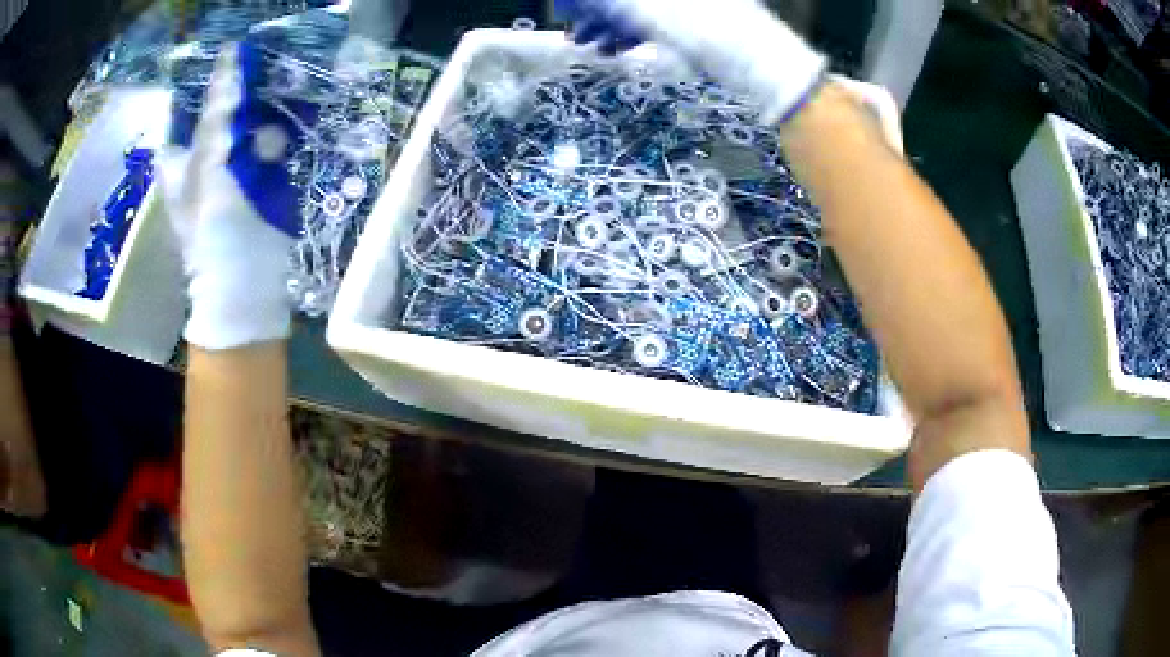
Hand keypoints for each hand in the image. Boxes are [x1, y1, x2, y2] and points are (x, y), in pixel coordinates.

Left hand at [158, 42, 303, 350]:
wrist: (246, 282)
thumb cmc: (213, 228)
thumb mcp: (206, 164)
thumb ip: (217, 111)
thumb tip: (229, 56)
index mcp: (179, 156)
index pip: (191, 103)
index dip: (210, 78)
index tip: (237, 53)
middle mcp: (203, 155)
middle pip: (223, 108)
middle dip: (243, 88)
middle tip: (266, 65)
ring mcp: (232, 166)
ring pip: (249, 121)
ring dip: (264, 108)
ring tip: (281, 94)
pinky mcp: (259, 177)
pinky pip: (269, 140)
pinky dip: (279, 130)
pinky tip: (290, 122)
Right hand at [559, 0, 826, 123]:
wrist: (764, 67)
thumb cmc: (714, 33)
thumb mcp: (657, 15)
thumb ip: (617, 6)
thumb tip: (586, 2)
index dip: (592, 1)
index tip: (570, 9)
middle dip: (599, 13)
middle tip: (578, 33)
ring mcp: (687, 6)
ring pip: (637, 9)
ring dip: (611, 27)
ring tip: (592, 48)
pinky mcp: (693, 21)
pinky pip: (653, 22)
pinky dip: (632, 34)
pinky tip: (616, 49)